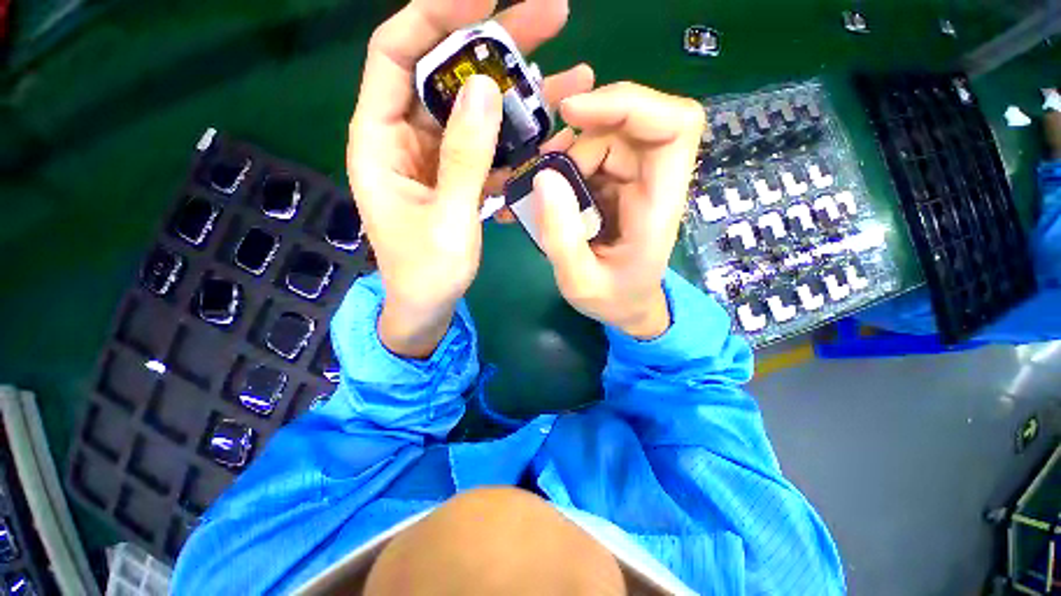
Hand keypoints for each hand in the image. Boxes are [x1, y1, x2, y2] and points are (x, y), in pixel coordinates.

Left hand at [347, 0, 593, 357]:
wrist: (429, 306)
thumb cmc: (427, 272)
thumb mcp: (447, 218)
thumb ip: (464, 156)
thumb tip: (487, 89)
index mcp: (380, 140)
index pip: (398, 53)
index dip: (436, 15)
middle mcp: (406, 137)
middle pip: (448, 73)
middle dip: (497, 43)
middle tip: (552, 18)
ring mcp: (439, 156)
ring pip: (478, 108)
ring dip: (522, 93)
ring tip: (573, 76)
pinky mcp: (462, 176)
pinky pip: (492, 144)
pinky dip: (521, 137)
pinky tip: (555, 130)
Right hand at [532, 83, 704, 338]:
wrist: (627, 307)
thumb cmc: (614, 300)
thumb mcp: (581, 282)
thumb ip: (562, 238)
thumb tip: (543, 176)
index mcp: (659, 206)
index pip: (674, 126)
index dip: (629, 103)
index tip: (573, 113)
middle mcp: (652, 183)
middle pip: (629, 123)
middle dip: (581, 131)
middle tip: (541, 162)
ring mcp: (632, 182)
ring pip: (602, 137)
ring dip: (565, 154)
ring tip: (535, 186)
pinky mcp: (613, 187)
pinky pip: (588, 158)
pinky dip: (561, 166)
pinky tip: (541, 192)